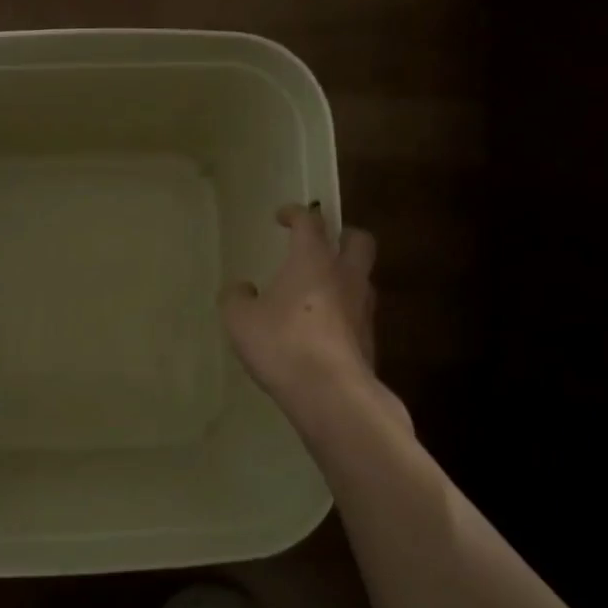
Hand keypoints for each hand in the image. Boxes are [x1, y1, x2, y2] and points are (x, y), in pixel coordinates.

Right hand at [221, 204, 378, 408]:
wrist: (331, 393)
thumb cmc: (282, 344)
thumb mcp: (240, 320)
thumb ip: (237, 298)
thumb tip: (241, 289)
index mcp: (313, 261)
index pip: (310, 222)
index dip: (296, 214)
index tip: (283, 217)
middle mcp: (345, 276)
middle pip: (358, 240)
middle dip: (342, 236)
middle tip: (322, 245)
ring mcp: (363, 308)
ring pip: (362, 278)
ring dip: (346, 275)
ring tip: (321, 290)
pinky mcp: (370, 340)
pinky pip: (359, 313)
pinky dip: (344, 312)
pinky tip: (324, 328)